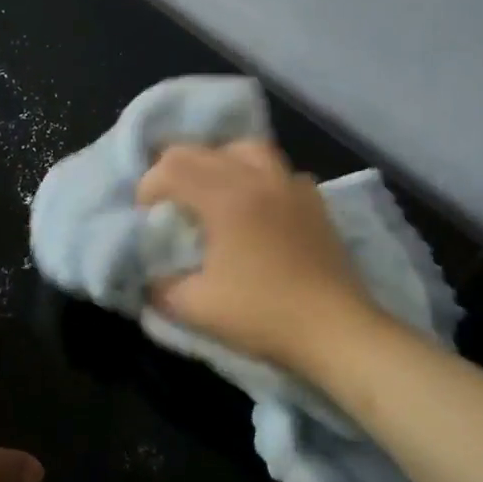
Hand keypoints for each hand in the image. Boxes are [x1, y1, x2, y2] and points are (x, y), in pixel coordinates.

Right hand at [136, 139, 380, 367]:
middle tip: (167, 204)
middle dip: (174, 170)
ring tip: (210, 192)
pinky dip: (256, 178)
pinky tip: (255, 206)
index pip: (172, 167)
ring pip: (245, 149)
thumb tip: (149, 274)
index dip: (148, 186)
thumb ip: (160, 286)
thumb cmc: (263, 316)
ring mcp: (291, 186)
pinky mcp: (314, 202)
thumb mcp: (194, 308)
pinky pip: (277, 171)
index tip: (145, 216)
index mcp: (226, 197)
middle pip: (202, 150)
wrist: (337, 332)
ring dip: (217, 163)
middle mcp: (258, 178)